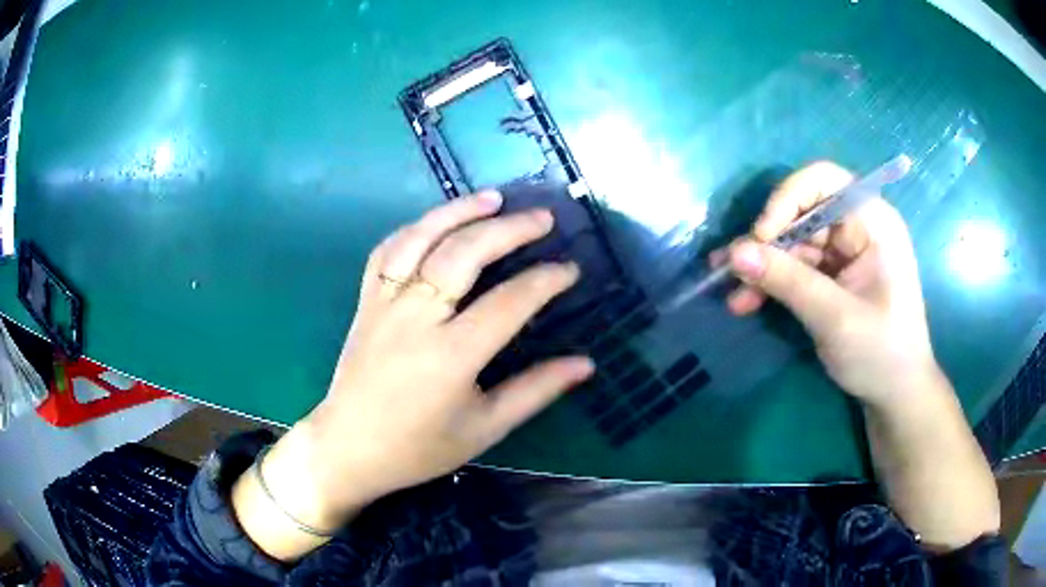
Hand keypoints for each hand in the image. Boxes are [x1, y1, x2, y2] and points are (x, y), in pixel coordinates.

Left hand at [264, 191, 591, 524]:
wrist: (349, 448)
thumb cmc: (419, 447)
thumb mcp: (484, 428)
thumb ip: (535, 391)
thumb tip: (585, 364)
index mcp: (451, 357)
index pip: (509, 303)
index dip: (545, 281)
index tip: (570, 269)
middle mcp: (415, 319)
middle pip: (463, 255)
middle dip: (509, 230)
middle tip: (543, 218)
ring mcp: (384, 305)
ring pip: (420, 240)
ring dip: (458, 212)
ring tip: (493, 197)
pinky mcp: (365, 302)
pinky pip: (386, 252)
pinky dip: (414, 229)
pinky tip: (437, 221)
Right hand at [718, 161, 937, 405]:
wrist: (895, 395)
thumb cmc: (881, 354)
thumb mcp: (835, 318)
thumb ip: (788, 282)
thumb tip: (734, 254)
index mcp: (873, 222)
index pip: (824, 181)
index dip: (788, 198)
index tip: (761, 237)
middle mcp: (858, 227)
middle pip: (802, 213)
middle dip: (767, 242)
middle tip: (732, 272)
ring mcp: (845, 251)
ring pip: (794, 242)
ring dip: (762, 267)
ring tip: (732, 294)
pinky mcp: (834, 275)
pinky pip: (796, 267)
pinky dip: (772, 282)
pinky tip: (746, 301)